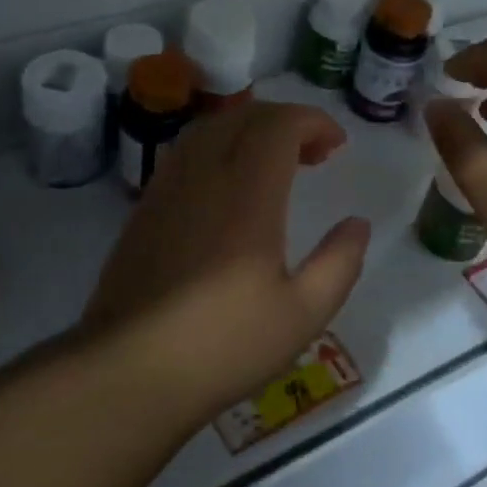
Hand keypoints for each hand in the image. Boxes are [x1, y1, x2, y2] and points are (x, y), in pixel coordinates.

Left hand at [84, 100, 370, 423]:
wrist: (129, 370)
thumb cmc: (223, 344)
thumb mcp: (303, 314)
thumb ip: (339, 263)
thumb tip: (357, 224)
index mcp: (247, 194)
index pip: (278, 125)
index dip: (313, 121)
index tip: (337, 145)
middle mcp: (204, 176)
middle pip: (244, 116)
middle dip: (285, 121)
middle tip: (314, 153)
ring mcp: (167, 188)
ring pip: (209, 128)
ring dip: (248, 129)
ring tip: (274, 161)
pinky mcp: (145, 207)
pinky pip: (185, 152)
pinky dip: (216, 147)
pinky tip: (227, 186)